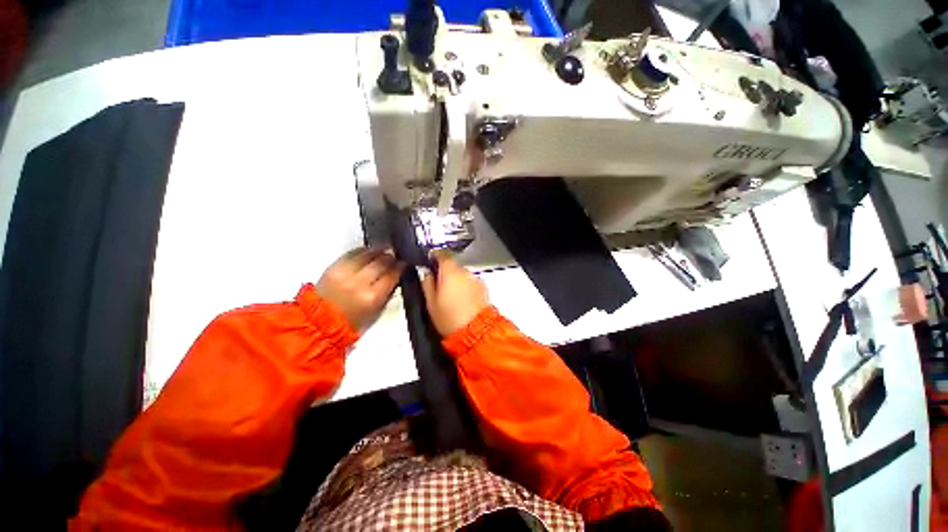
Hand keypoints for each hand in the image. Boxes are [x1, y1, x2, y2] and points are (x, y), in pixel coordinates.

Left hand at [316, 248, 405, 329]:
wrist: (319, 322)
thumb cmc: (352, 321)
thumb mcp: (376, 311)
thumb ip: (387, 292)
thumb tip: (395, 276)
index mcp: (372, 297)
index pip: (392, 275)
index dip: (400, 267)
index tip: (405, 263)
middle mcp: (359, 282)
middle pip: (381, 262)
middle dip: (391, 257)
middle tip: (395, 256)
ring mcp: (345, 273)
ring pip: (367, 254)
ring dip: (378, 251)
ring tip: (384, 250)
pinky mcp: (333, 267)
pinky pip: (351, 253)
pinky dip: (362, 251)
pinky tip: (368, 251)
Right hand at [420, 252, 489, 335]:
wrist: (475, 331)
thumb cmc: (450, 319)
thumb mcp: (431, 303)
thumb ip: (427, 283)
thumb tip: (427, 273)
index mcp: (450, 272)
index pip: (442, 254)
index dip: (435, 256)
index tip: (431, 259)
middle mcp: (465, 272)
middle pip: (453, 266)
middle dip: (446, 273)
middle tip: (439, 286)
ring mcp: (476, 279)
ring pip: (462, 275)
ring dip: (457, 280)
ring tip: (452, 297)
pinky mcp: (483, 288)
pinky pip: (471, 282)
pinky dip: (466, 287)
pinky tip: (462, 300)